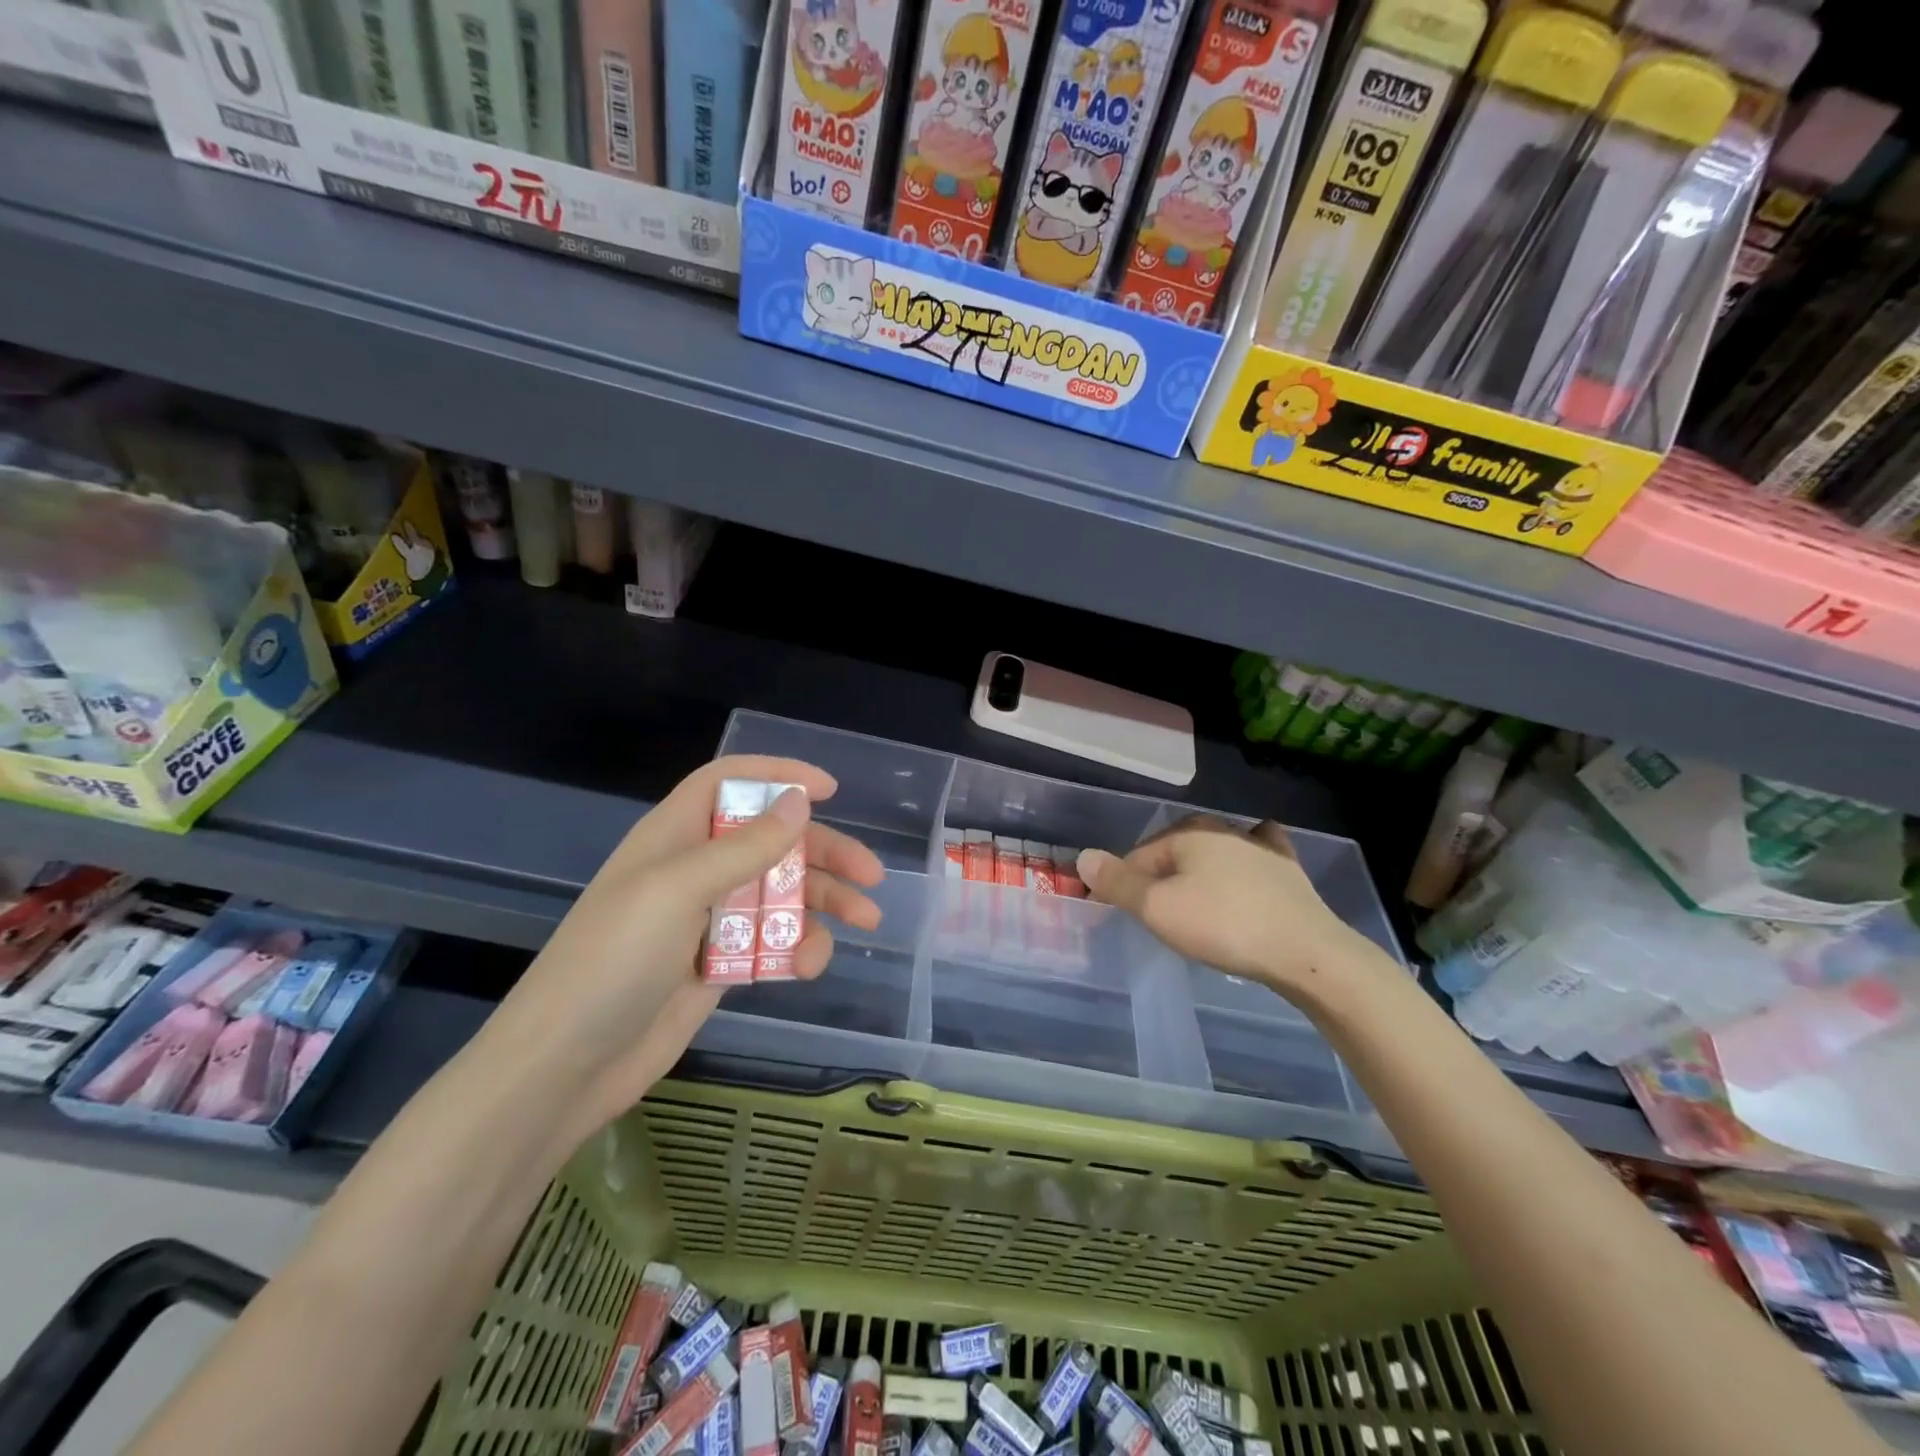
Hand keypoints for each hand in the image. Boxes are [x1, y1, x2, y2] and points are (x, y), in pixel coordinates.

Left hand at [482, 756, 884, 1143]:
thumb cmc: (614, 960)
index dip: (778, 776)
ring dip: (824, 903)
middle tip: (871, 875)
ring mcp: (707, 920)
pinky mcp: (718, 965)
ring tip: (865, 921)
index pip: (729, 783)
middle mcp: (694, 871)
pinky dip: (797, 948)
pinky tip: (808, 967)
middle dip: (824, 853)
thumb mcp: (678, 890)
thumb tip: (798, 802)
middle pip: (771, 842)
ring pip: (780, 894)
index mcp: (675, 836)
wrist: (564, 1066)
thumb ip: (744, 847)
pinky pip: (771, 942)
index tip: (830, 790)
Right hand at [1077, 816, 1381, 1004]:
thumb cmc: (1223, 926)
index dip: (1124, 884)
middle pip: (1174, 852)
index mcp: (1187, 834)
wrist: (1306, 952)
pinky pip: (1256, 857)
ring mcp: (1259, 847)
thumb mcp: (1157, 908)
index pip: (1139, 856)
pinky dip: (1244, 861)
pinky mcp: (1287, 869)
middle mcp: (1221, 829)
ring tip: (1192, 901)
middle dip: (1159, 875)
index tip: (1122, 914)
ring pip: (1214, 852)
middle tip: (1156, 914)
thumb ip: (1117, 883)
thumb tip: (1084, 857)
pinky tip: (1249, 864)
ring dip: (1198, 871)